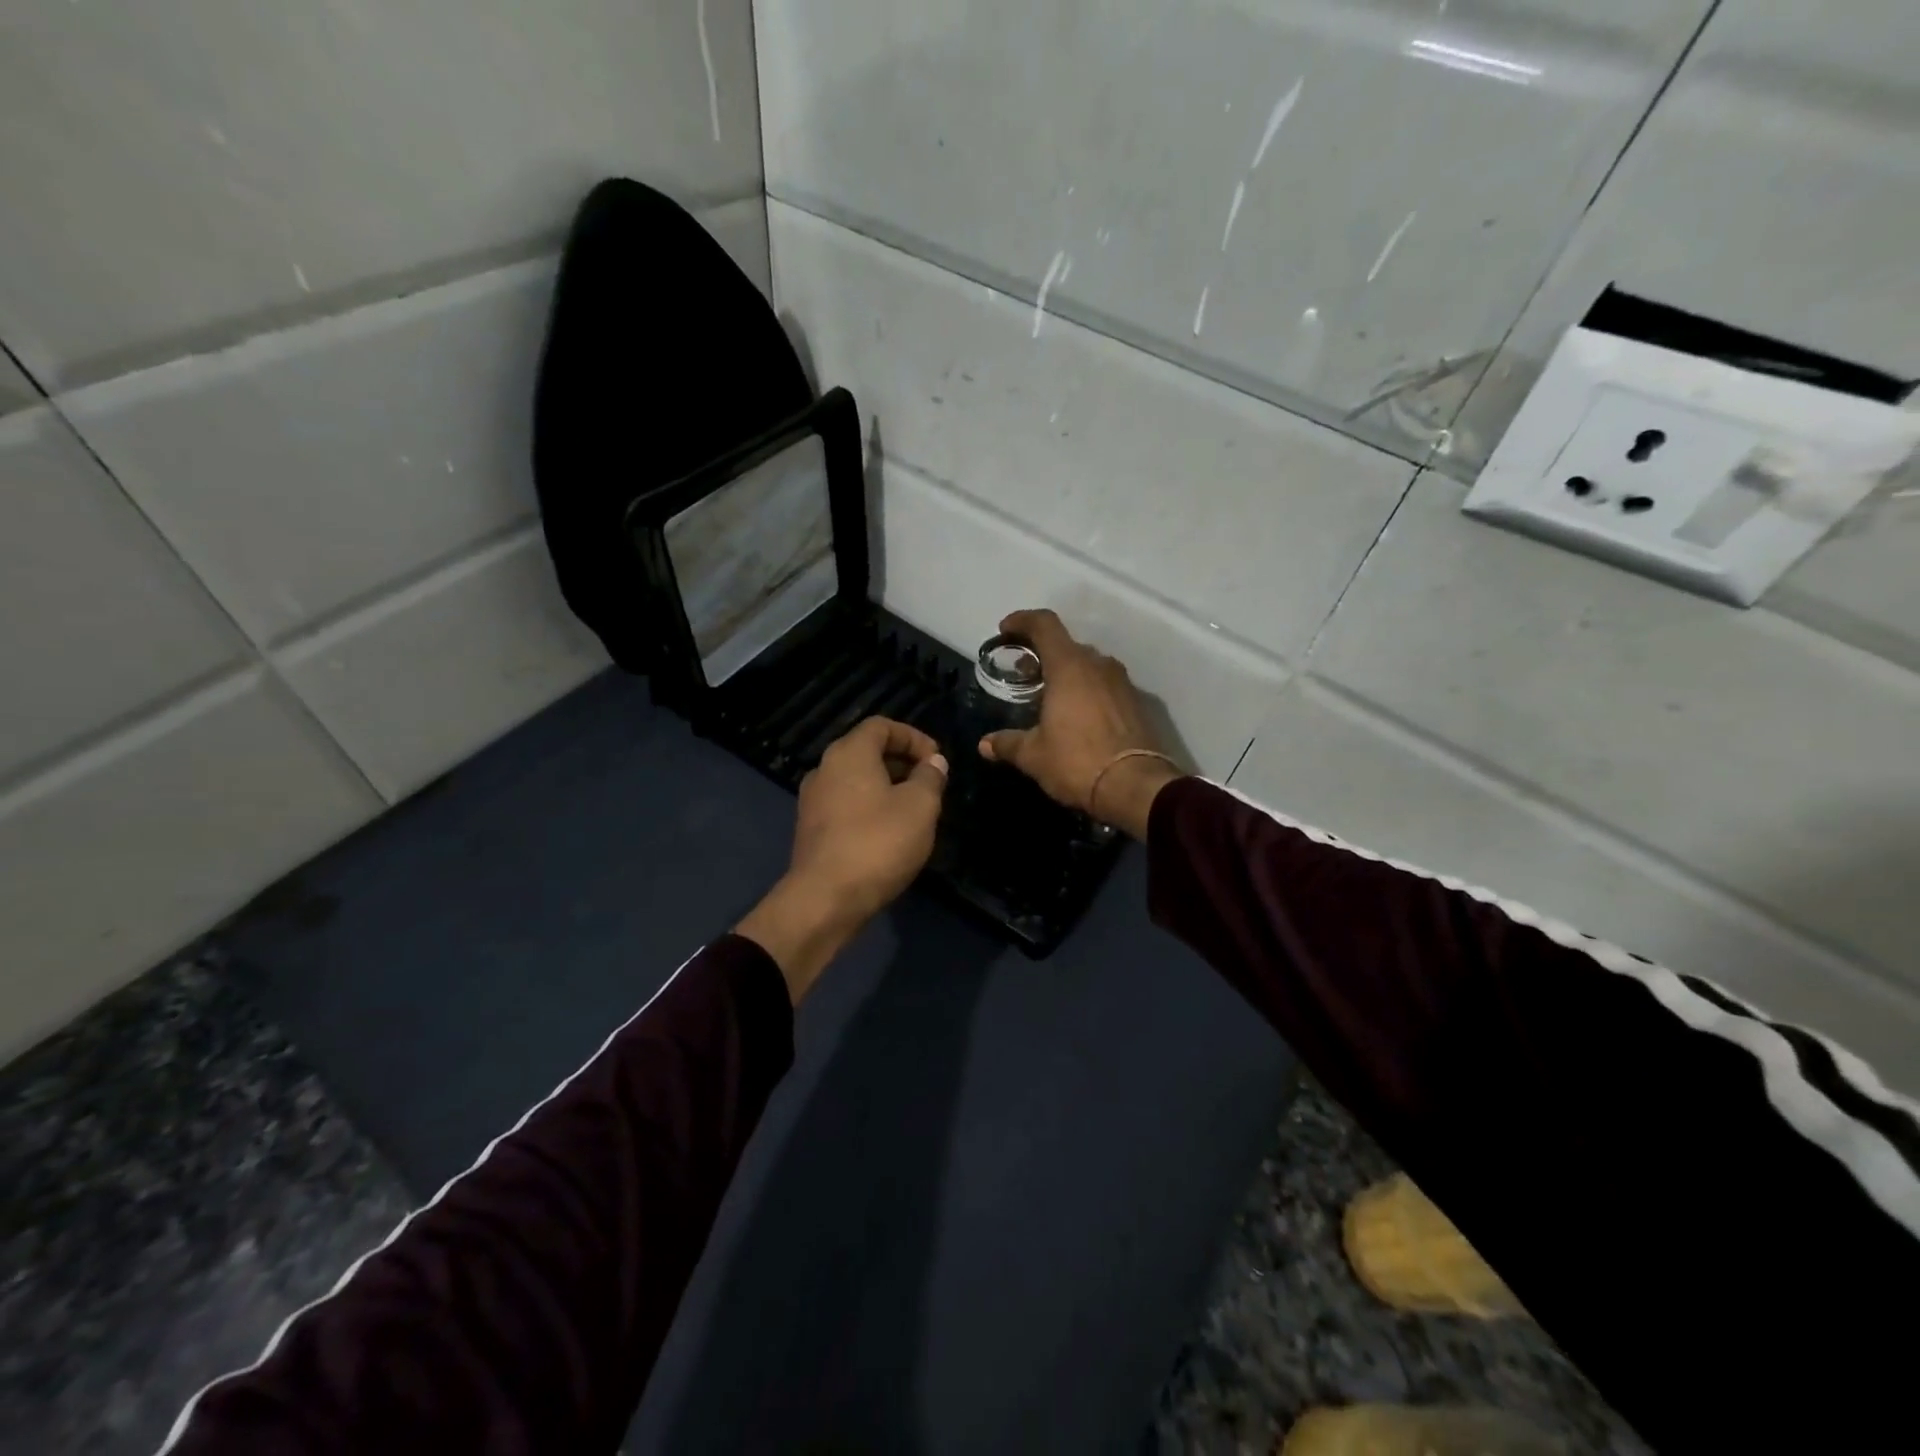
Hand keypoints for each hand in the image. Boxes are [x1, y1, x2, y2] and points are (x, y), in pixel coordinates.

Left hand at [737, 717, 948, 1000]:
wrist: (825, 900)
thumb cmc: (878, 843)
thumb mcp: (920, 806)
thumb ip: (930, 777)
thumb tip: (934, 762)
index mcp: (849, 753)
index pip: (882, 725)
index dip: (913, 736)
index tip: (937, 759)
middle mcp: (825, 769)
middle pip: (867, 751)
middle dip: (903, 762)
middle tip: (931, 784)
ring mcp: (813, 801)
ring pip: (857, 780)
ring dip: (888, 787)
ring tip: (915, 810)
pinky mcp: (812, 830)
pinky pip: (846, 805)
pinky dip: (870, 808)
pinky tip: (890, 834)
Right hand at [978, 609, 1182, 839]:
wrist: (1137, 787)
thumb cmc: (1077, 762)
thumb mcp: (1033, 755)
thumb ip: (1008, 743)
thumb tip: (985, 744)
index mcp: (1069, 666)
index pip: (1044, 625)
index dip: (1022, 621)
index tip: (1006, 630)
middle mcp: (1098, 665)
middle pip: (1066, 645)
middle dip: (1042, 654)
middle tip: (1023, 673)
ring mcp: (1122, 683)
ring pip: (1088, 665)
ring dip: (1066, 672)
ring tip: (1048, 695)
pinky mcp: (1136, 703)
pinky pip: (1104, 685)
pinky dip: (1086, 690)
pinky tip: (1076, 715)